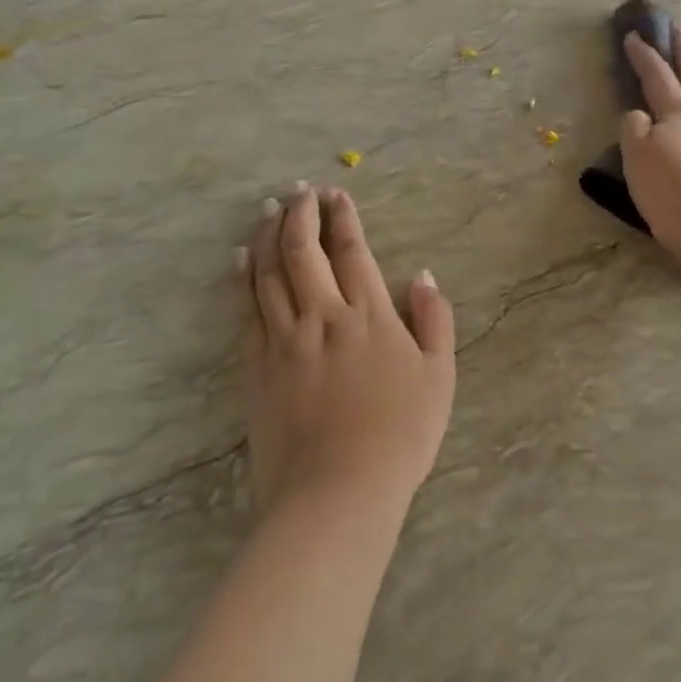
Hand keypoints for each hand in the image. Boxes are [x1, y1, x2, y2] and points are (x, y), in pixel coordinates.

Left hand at [238, 185, 455, 514]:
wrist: (338, 492)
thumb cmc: (400, 435)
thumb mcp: (440, 376)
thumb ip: (434, 320)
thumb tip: (422, 275)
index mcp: (370, 315)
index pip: (353, 250)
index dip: (343, 217)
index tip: (336, 193)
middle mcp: (323, 316)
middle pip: (304, 250)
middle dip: (301, 213)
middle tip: (299, 190)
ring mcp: (284, 340)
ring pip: (269, 272)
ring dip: (268, 234)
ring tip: (269, 208)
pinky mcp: (256, 367)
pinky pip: (245, 310)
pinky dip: (242, 277)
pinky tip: (241, 257)